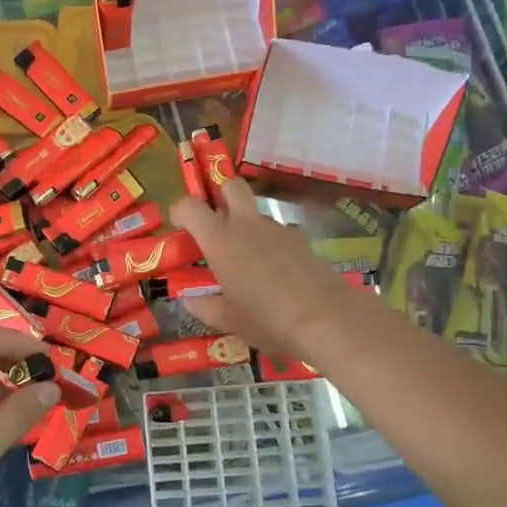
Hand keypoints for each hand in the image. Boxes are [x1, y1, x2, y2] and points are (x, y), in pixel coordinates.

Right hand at [169, 178, 354, 361]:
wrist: (326, 318)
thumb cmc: (267, 318)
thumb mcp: (228, 320)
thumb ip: (205, 307)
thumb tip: (190, 299)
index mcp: (220, 240)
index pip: (190, 206)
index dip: (180, 212)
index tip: (180, 229)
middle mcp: (247, 225)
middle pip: (231, 186)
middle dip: (221, 196)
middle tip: (216, 225)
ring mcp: (278, 229)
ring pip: (256, 213)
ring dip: (247, 226)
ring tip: (248, 262)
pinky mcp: (302, 240)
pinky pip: (279, 233)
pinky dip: (272, 245)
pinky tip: (276, 272)